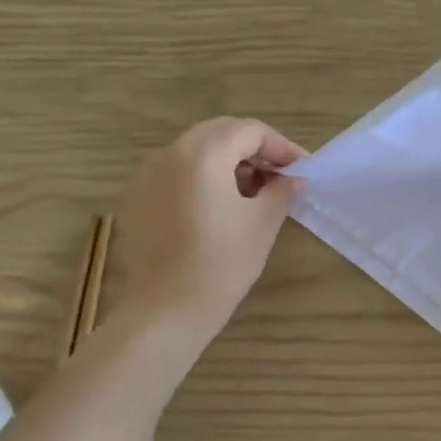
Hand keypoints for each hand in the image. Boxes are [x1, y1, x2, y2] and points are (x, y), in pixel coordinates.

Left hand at [116, 118, 305, 333]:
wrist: (167, 309)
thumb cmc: (222, 263)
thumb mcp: (263, 222)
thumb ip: (282, 190)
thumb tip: (294, 177)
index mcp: (203, 154)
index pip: (250, 131)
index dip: (281, 146)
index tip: (302, 168)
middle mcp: (170, 153)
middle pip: (221, 132)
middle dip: (255, 147)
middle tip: (281, 173)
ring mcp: (147, 174)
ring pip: (197, 149)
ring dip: (229, 159)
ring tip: (254, 189)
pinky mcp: (138, 196)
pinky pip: (177, 170)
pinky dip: (204, 175)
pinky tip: (221, 204)